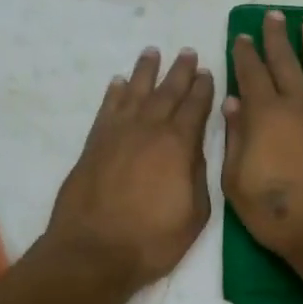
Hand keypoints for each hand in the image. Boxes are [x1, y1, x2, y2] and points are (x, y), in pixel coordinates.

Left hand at [43, 47, 214, 291]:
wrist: (94, 251)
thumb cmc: (152, 239)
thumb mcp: (195, 214)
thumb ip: (198, 175)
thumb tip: (194, 149)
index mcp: (178, 145)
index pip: (195, 107)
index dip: (203, 88)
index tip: (208, 72)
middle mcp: (149, 129)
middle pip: (167, 92)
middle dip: (180, 71)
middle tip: (188, 52)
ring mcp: (118, 133)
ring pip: (135, 91)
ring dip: (146, 71)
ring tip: (153, 52)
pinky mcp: (94, 144)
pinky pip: (107, 108)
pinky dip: (114, 92)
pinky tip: (119, 82)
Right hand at [223, 11, 302, 273]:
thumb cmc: (281, 215)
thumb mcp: (238, 184)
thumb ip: (235, 139)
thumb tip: (232, 102)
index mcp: (265, 115)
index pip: (251, 74)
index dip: (245, 53)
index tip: (242, 36)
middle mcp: (298, 102)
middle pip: (285, 60)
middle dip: (276, 36)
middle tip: (273, 16)